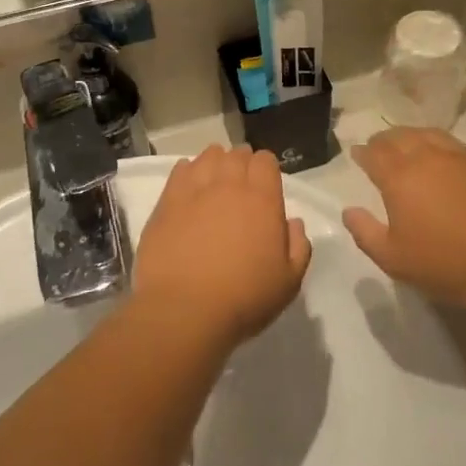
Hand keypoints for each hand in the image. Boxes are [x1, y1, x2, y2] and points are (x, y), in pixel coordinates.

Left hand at [134, 146, 312, 348]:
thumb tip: (293, 223)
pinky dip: (188, 172)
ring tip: (214, 184)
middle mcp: (229, 184)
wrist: (184, 311)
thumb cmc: (244, 298)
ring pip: (208, 156)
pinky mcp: (167, 201)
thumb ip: (298, 246)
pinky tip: (190, 191)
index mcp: (263, 198)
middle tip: (241, 188)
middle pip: (237, 154)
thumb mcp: (289, 282)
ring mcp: (195, 189)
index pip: (266, 160)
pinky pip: (180, 170)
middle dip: (242, 164)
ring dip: (216, 163)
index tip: (265, 187)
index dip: (266, 169)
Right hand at [342, 129, 465, 309]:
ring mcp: (458, 157)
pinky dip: (436, 142)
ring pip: (427, 135)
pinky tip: (439, 154)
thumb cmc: (443, 263)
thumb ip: (364, 232)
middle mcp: (426, 157)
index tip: (357, 154)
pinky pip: (452, 143)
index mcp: (399, 177)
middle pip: (399, 137)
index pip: (374, 154)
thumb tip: (349, 210)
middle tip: (377, 147)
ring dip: (410, 136)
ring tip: (406, 144)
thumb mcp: (392, 258)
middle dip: (384, 140)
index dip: (363, 153)